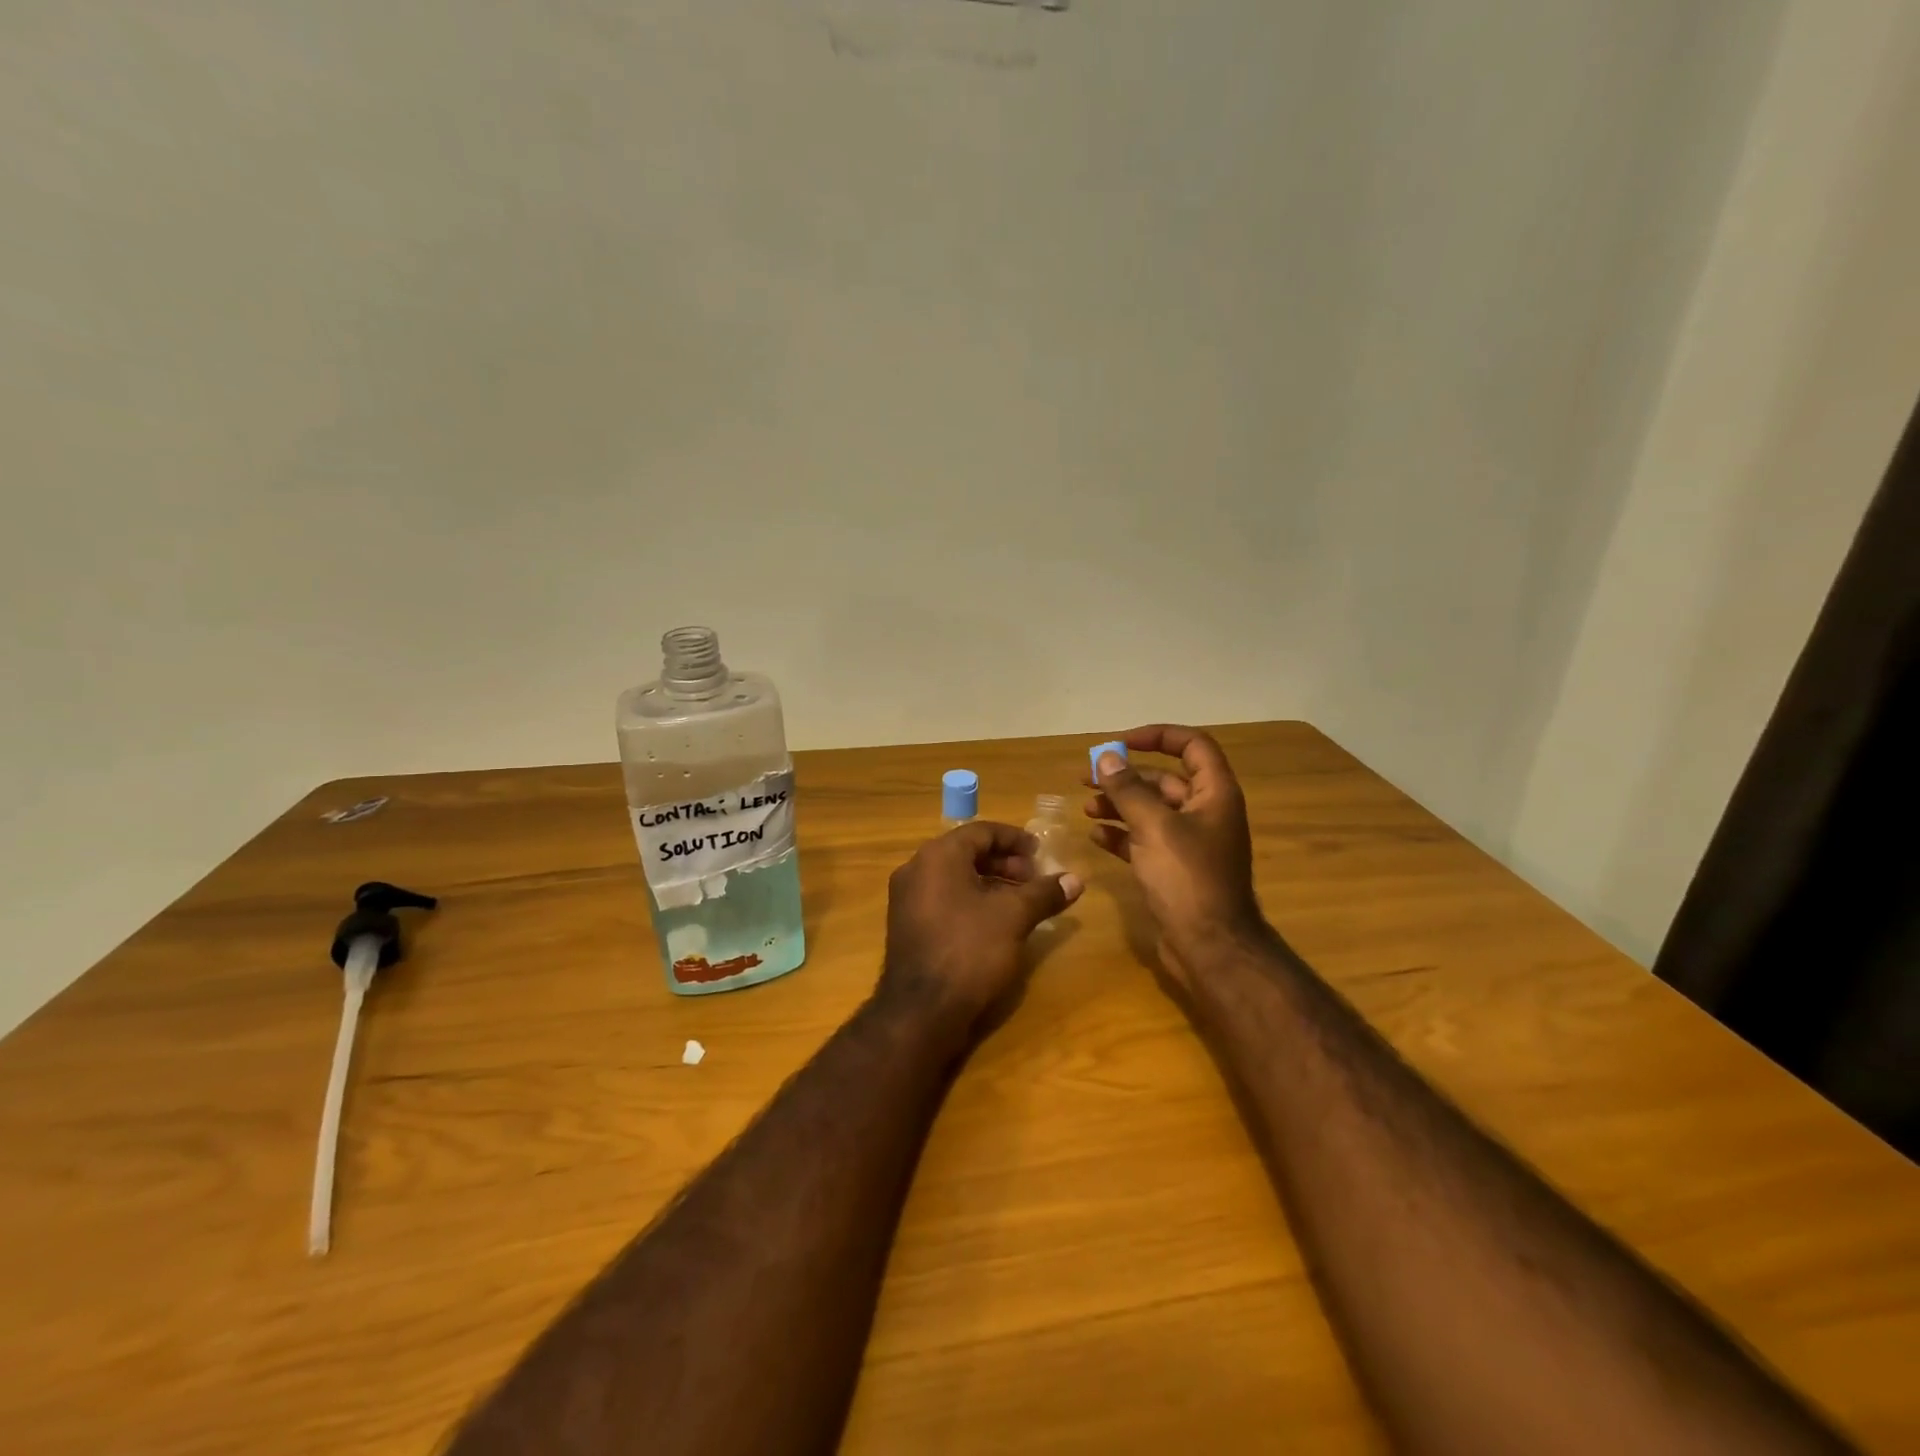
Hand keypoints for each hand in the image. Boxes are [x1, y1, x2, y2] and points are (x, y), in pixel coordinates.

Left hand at [877, 821, 1082, 1047]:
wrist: (921, 1011)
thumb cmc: (970, 950)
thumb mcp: (1014, 917)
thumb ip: (1044, 893)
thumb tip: (1076, 879)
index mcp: (938, 855)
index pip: (982, 832)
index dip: (1015, 839)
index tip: (1041, 853)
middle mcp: (916, 868)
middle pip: (966, 852)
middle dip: (1004, 863)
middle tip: (1034, 879)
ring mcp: (906, 898)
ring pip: (954, 877)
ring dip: (990, 882)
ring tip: (1020, 902)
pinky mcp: (906, 925)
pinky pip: (943, 898)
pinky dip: (970, 900)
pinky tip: (993, 923)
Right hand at [1085, 725, 1266, 989]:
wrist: (1210, 946)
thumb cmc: (1187, 878)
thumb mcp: (1154, 826)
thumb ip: (1127, 789)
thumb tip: (1105, 757)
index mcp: (1214, 794)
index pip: (1192, 745)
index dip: (1157, 736)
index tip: (1120, 743)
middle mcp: (1205, 813)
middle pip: (1164, 780)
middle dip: (1125, 776)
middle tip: (1086, 778)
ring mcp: (1190, 843)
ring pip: (1151, 811)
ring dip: (1119, 805)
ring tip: (1086, 807)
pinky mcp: (1174, 869)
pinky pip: (1145, 841)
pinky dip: (1122, 835)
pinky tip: (1096, 836)